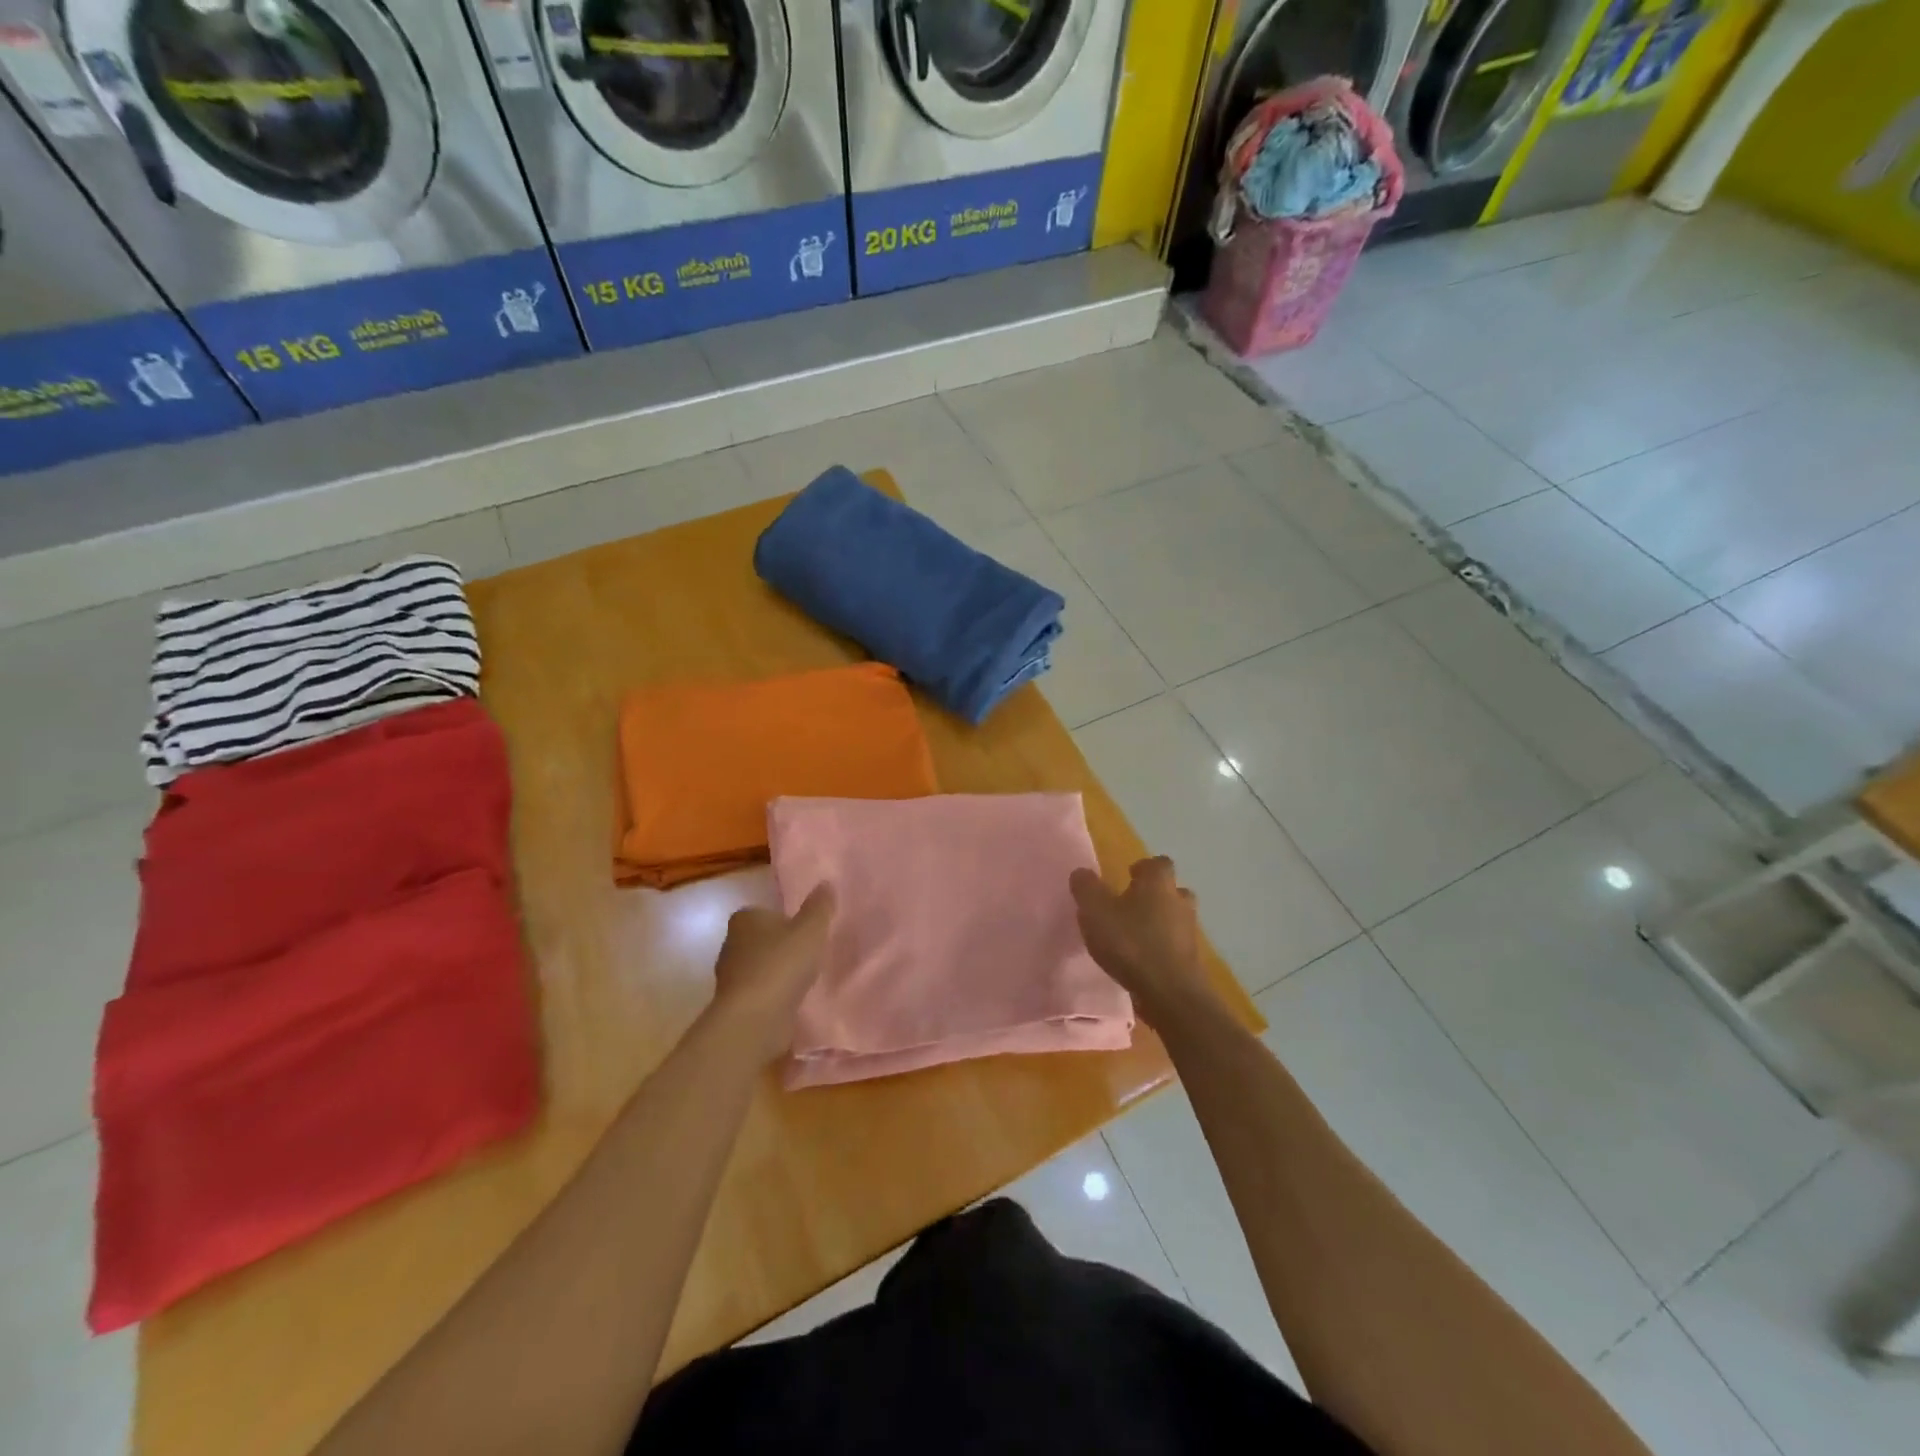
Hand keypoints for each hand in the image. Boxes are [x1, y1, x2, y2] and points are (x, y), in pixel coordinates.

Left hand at [710, 885, 835, 1062]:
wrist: (755, 1018)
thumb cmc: (782, 964)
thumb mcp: (811, 929)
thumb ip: (819, 907)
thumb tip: (826, 883)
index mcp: (745, 919)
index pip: (763, 912)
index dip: (783, 919)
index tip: (804, 930)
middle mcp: (731, 944)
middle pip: (760, 939)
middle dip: (780, 946)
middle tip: (807, 953)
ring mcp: (730, 976)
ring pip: (759, 967)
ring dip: (777, 972)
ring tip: (804, 979)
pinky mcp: (735, 1004)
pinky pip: (760, 992)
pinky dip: (773, 995)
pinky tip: (792, 1000)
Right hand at [1069, 857, 1214, 1027]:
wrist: (1171, 994)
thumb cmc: (1131, 943)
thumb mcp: (1095, 911)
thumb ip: (1086, 888)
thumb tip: (1082, 873)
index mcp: (1158, 883)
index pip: (1158, 863)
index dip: (1144, 868)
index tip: (1128, 877)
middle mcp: (1179, 901)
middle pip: (1171, 890)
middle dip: (1154, 895)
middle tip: (1130, 906)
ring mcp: (1189, 932)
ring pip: (1175, 918)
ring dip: (1159, 923)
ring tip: (1134, 936)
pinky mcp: (1192, 960)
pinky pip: (1175, 945)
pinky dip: (1162, 948)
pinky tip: (1142, 961)